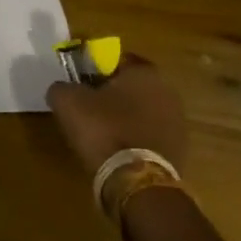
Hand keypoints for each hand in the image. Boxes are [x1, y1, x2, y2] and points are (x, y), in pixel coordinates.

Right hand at [46, 54, 189, 174]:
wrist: (136, 181)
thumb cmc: (103, 129)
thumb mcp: (67, 101)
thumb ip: (61, 87)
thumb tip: (63, 89)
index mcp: (144, 72)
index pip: (117, 59)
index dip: (95, 69)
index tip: (80, 84)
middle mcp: (167, 91)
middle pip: (132, 86)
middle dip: (111, 94)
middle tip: (88, 107)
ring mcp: (177, 123)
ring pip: (142, 111)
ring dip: (124, 118)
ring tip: (100, 133)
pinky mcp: (179, 150)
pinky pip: (149, 135)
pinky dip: (134, 139)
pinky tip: (116, 151)